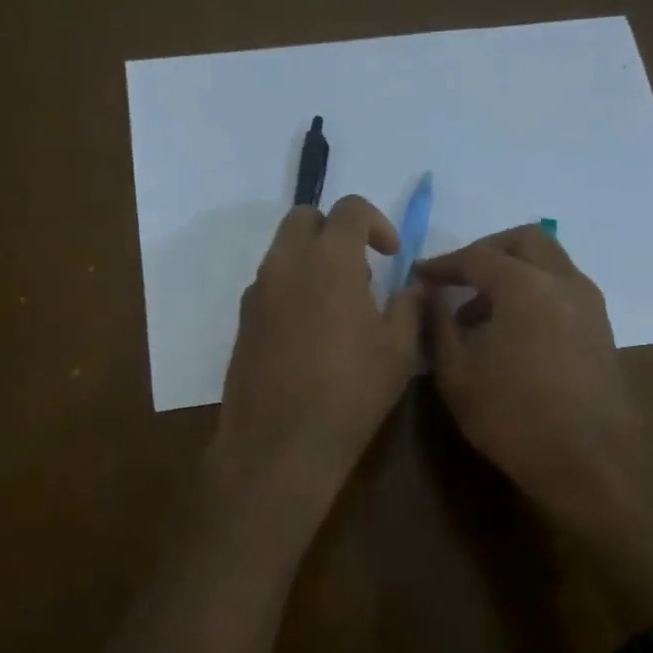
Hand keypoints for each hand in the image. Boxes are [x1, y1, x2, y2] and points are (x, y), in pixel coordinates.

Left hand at [211, 197, 420, 528]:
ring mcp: (257, 294)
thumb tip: (410, 286)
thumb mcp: (398, 351)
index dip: (377, 223)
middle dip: (335, 231)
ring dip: (312, 260)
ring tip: (338, 307)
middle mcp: (285, 265)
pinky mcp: (242, 322)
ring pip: (283, 252)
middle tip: (360, 271)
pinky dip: (292, 289)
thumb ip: (408, 307)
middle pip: (304, 218)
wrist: (281, 443)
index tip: (391, 255)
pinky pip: (269, 286)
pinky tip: (310, 334)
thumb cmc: (350, 393)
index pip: (350, 209)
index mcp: (329, 260)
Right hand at [417, 225, 643, 520]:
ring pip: (549, 264)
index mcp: (526, 285)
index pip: (478, 256)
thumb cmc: (512, 416)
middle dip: (487, 251)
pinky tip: (512, 334)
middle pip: (526, 241)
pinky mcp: (601, 330)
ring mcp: (590, 305)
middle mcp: (564, 282)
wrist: (588, 462)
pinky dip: (534, 294)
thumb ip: (438, 325)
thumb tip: (428, 294)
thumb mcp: (456, 373)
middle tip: (458, 278)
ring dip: (513, 274)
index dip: (444, 264)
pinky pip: (563, 291)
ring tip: (479, 315)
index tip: (420, 275)